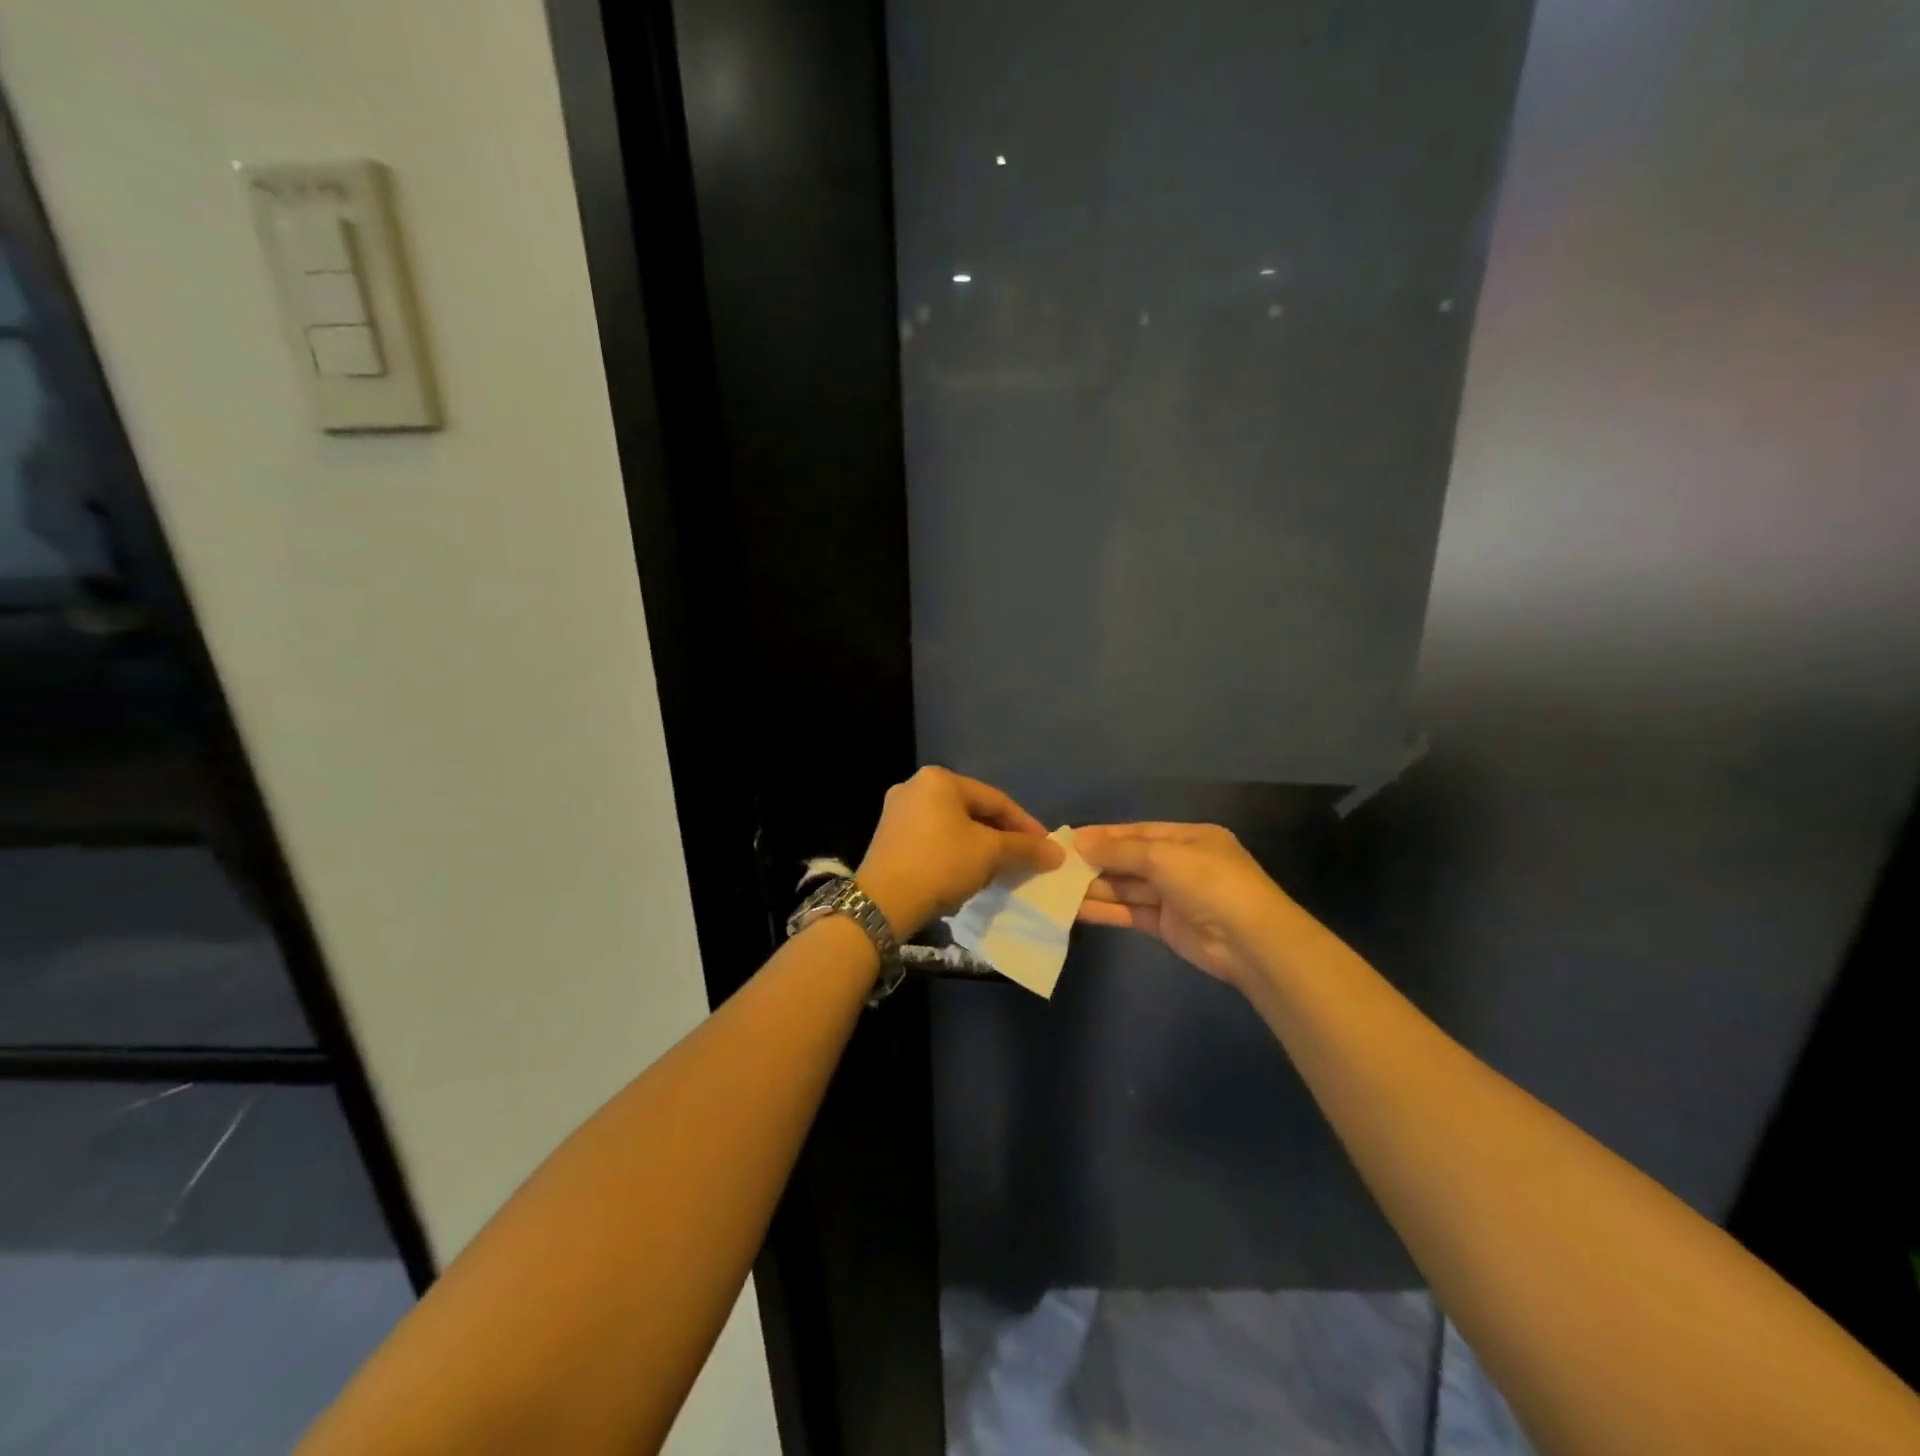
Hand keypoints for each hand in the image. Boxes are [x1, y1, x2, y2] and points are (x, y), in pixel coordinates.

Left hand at [857, 767, 1064, 937]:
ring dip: (980, 846)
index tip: (1046, 848)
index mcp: (939, 779)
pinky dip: (956, 852)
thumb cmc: (941, 864)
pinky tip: (969, 873)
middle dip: (1002, 836)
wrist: (883, 903)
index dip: (1025, 825)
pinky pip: (933, 839)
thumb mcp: (990, 853)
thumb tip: (1057, 853)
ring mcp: (897, 812)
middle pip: (973, 811)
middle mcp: (915, 786)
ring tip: (1001, 868)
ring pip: (953, 826)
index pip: (995, 799)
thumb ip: (1025, 848)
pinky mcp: (888, 838)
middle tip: (1025, 859)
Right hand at [1075, 822, 1296, 989]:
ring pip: (1127, 887)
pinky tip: (1076, 909)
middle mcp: (1180, 864)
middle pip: (1130, 860)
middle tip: (1056, 865)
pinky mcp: (1166, 926)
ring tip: (1057, 888)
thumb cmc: (1209, 883)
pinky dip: (1105, 910)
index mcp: (1188, 838)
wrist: (1249, 941)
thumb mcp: (1163, 857)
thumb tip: (1080, 842)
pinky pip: (1130, 912)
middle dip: (1096, 862)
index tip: (1068, 840)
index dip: (1103, 836)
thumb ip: (1120, 851)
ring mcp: (1173, 896)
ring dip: (1095, 888)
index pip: (1137, 833)